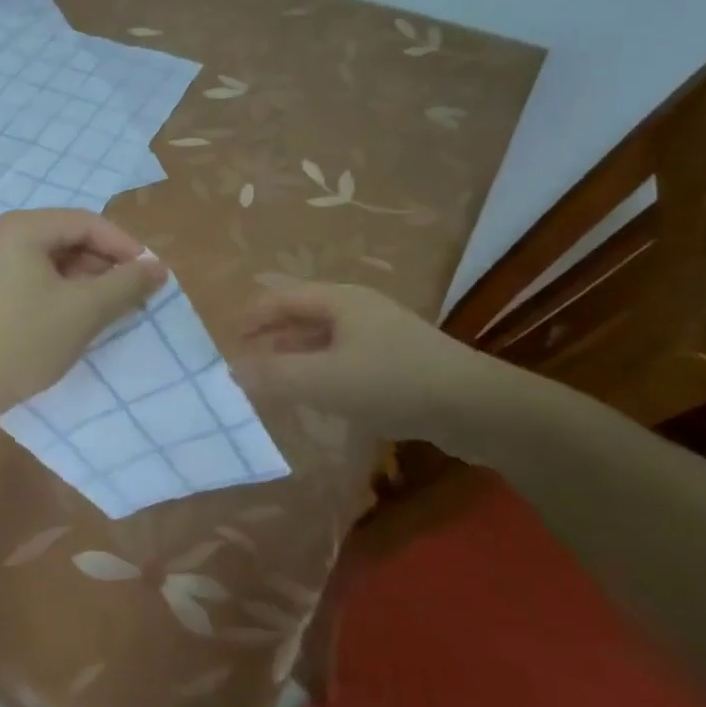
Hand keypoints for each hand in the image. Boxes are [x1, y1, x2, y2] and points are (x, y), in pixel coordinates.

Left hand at [0, 209, 167, 419]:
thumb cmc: (24, 340)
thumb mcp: (84, 310)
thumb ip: (125, 284)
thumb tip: (158, 267)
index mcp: (22, 228)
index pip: (87, 222)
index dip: (125, 246)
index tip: (152, 276)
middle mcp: (3, 236)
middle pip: (68, 237)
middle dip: (105, 264)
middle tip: (134, 295)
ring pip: (52, 261)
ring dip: (86, 280)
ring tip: (110, 310)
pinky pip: (34, 278)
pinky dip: (61, 292)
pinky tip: (77, 318)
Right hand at [231, 282, 491, 443]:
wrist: (479, 408)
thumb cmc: (394, 382)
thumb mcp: (325, 381)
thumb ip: (274, 376)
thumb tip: (232, 371)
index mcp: (338, 300)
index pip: (279, 298)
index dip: (249, 318)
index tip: (225, 346)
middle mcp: (357, 309)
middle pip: (300, 316)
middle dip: (269, 339)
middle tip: (244, 366)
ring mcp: (380, 334)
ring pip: (322, 340)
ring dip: (294, 358)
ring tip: (272, 384)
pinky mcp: (397, 362)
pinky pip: (344, 360)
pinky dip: (320, 373)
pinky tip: (316, 398)